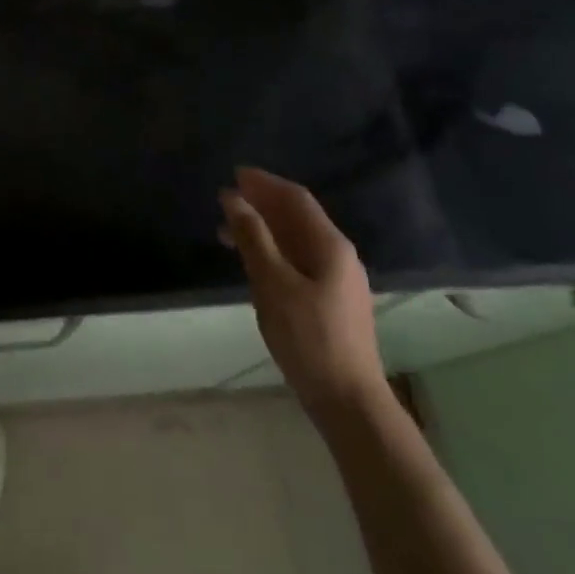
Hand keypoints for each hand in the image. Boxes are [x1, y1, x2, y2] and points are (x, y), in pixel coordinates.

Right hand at [220, 167, 386, 410]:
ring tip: (229, 232)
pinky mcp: (332, 301)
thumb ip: (253, 237)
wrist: (348, 400)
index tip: (234, 174)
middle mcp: (339, 255)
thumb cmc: (308, 338)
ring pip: (297, 240)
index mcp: (330, 245)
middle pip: (298, 217)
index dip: (264, 182)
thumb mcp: (272, 284)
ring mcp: (339, 279)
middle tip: (226, 200)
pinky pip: (299, 260)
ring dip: (265, 229)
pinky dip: (273, 251)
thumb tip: (233, 198)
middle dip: (262, 203)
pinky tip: (255, 264)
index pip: (295, 198)